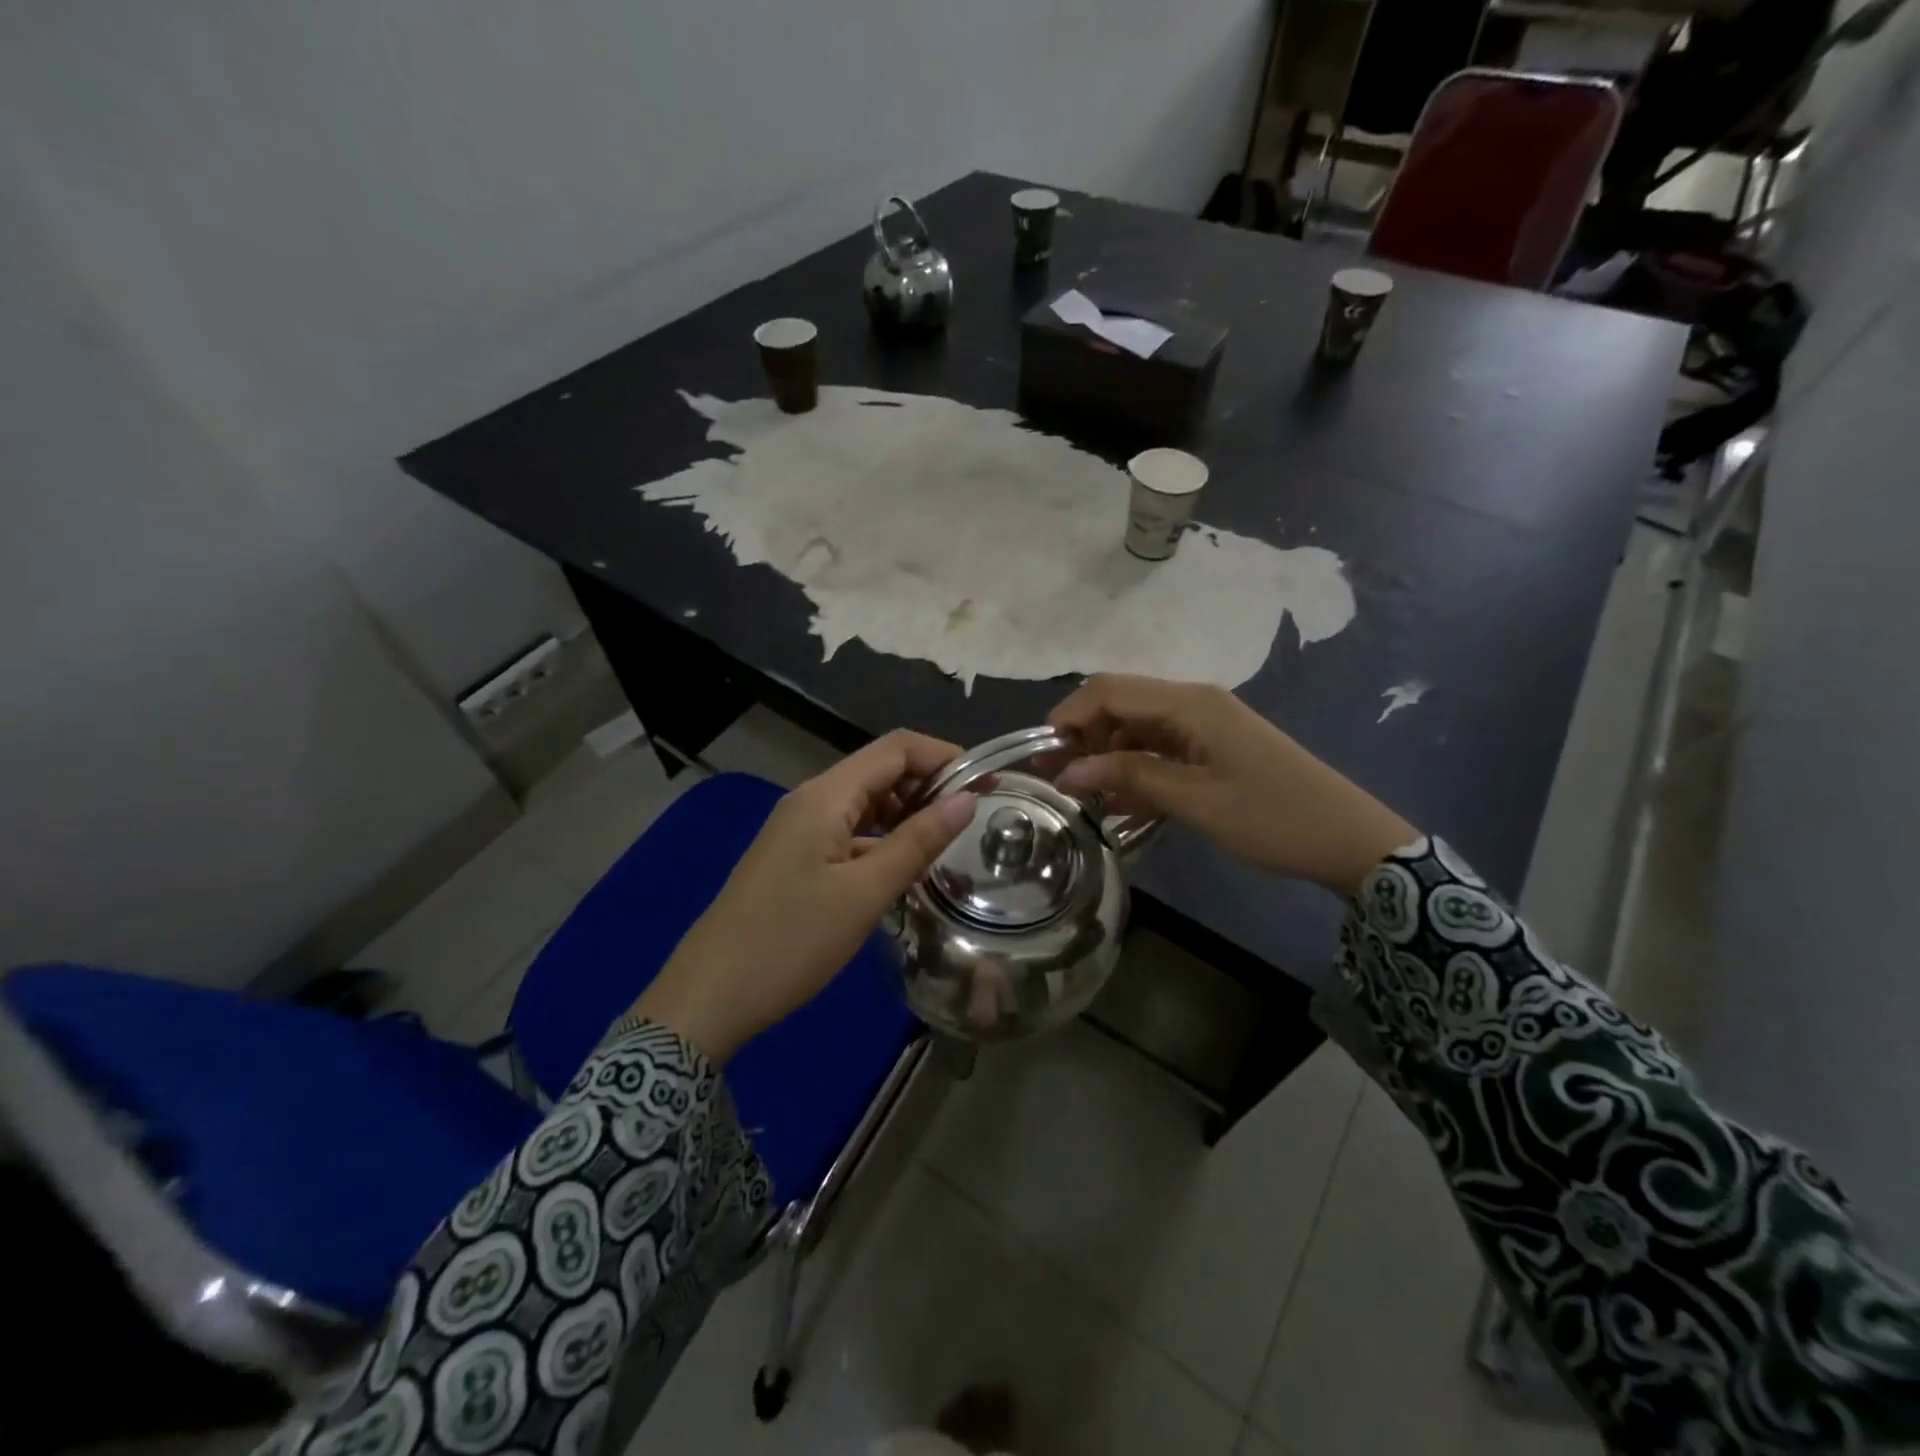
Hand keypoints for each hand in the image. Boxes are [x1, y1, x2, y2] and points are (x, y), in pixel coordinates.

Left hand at [635, 731, 976, 1063]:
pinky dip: (882, 840)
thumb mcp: (864, 893)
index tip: (987, 785)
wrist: (709, 996)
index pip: (896, 748)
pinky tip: (903, 871)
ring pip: (866, 803)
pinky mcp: (795, 857)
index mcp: (825, 796)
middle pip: (880, 770)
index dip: (945, 756)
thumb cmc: (791, 941)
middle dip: (929, 786)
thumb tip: (966, 800)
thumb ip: (917, 842)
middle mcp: (811, 800)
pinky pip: (849, 832)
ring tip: (946, 846)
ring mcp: (799, 829)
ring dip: (907, 815)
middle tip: (972, 822)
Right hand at [1049, 675, 1416, 896]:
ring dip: (1106, 756)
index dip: (1069, 716)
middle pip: (1120, 705)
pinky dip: (1134, 771)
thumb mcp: (1196, 801)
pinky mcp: (1212, 749)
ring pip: (1136, 729)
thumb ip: (1130, 778)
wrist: (1350, 840)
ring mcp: (1204, 726)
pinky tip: (1117, 802)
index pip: (1110, 691)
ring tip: (1080, 793)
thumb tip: (1069, 770)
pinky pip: (1160, 751)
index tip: (1042, 754)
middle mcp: (1193, 703)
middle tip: (1055, 777)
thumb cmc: (1274, 818)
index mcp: (1190, 704)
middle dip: (1082, 736)